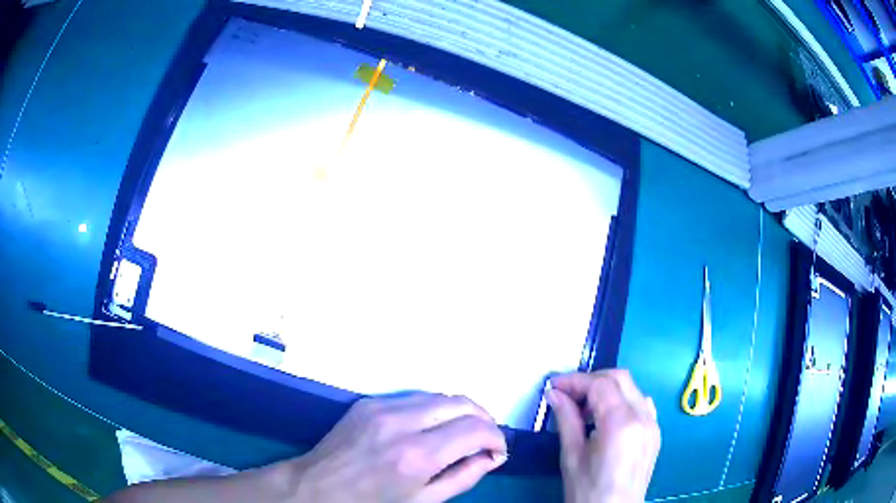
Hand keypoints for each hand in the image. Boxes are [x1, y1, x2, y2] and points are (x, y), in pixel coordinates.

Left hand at [291, 393, 507, 502]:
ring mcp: (382, 407)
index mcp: (417, 455)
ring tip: (461, 433)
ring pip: (439, 395)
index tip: (496, 451)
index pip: (475, 429)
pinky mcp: (368, 401)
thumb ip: (463, 477)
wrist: (316, 488)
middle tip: (484, 440)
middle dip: (482, 418)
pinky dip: (433, 409)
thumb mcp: (423, 502)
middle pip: (461, 402)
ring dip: (459, 412)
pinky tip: (431, 427)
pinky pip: (414, 397)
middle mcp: (401, 423)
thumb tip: (491, 457)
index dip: (495, 437)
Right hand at [547, 370, 659, 502]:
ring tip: (584, 409)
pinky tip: (606, 418)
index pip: (600, 385)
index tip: (553, 385)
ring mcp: (653, 424)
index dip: (575, 380)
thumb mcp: (571, 456)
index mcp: (621, 424)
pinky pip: (641, 403)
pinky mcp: (655, 432)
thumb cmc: (587, 491)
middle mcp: (643, 417)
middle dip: (591, 380)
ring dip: (607, 389)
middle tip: (567, 394)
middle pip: (620, 378)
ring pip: (632, 388)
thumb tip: (554, 394)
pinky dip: (622, 400)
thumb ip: (566, 420)